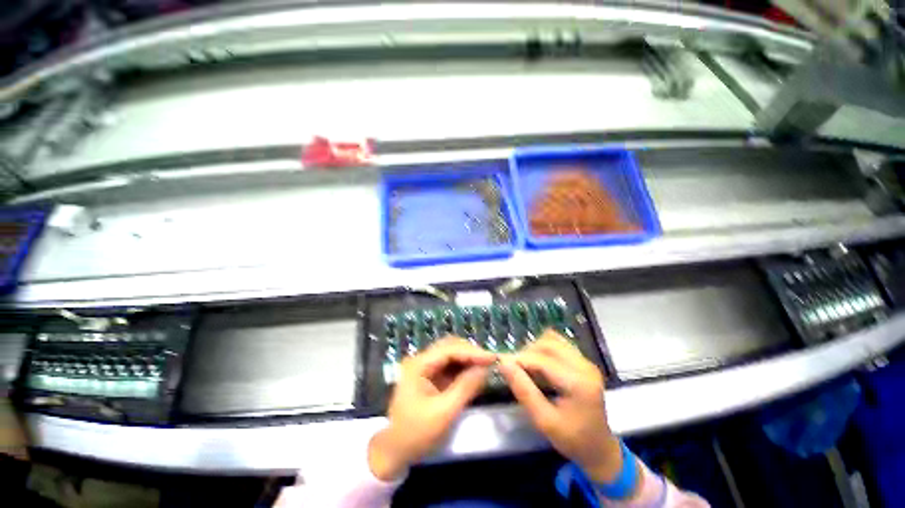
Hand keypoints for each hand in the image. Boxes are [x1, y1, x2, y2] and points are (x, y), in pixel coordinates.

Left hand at [368, 337, 494, 480]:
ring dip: (468, 358)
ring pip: (450, 353)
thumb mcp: (444, 413)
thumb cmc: (416, 434)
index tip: (492, 358)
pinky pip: (449, 365)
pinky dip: (463, 367)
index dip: (472, 352)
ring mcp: (424, 367)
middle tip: (490, 361)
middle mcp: (421, 359)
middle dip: (470, 352)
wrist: (394, 451)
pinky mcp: (429, 375)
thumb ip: (466, 388)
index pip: (449, 349)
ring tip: (485, 365)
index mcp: (419, 364)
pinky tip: (474, 372)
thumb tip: (486, 368)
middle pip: (449, 346)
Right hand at [499, 330, 623, 485]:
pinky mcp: (583, 360)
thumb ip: (523, 390)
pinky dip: (544, 348)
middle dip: (526, 353)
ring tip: (526, 367)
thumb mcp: (544, 421)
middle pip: (547, 344)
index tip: (500, 363)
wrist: (599, 448)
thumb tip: (503, 363)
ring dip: (535, 349)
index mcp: (578, 383)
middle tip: (513, 368)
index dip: (519, 359)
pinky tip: (539, 364)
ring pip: (552, 340)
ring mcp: (586, 361)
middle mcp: (584, 366)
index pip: (542, 361)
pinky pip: (558, 343)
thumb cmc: (572, 440)